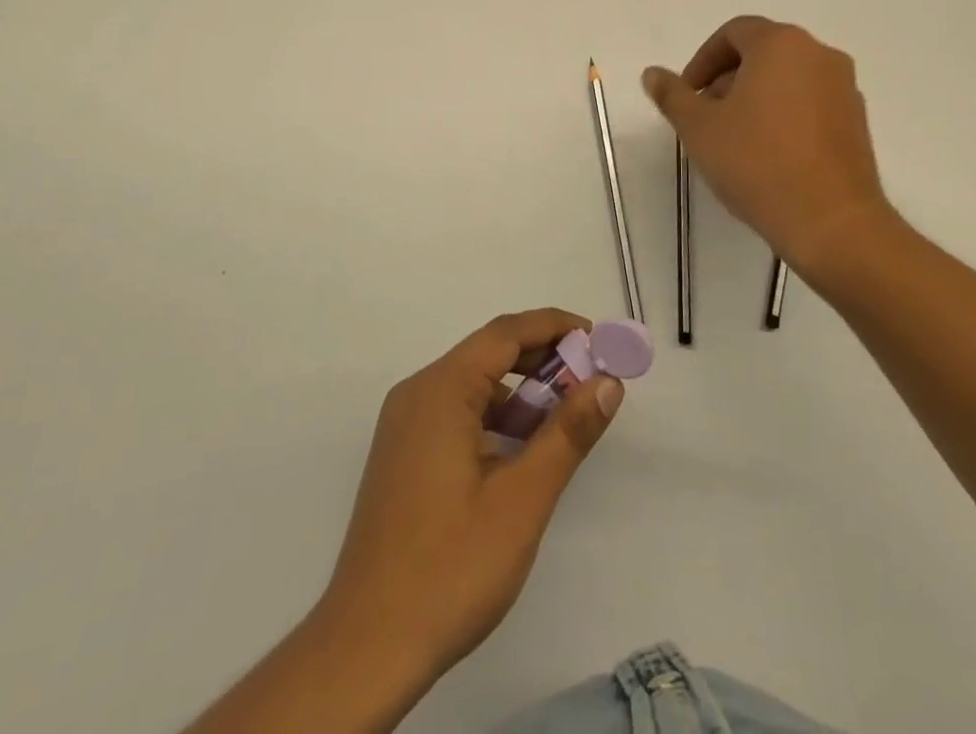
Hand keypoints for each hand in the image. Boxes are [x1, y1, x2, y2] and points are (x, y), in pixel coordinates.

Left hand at [320, 309, 623, 684]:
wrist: (367, 648)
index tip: (598, 339)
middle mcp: (417, 394)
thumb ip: (567, 433)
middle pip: (488, 355)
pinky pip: (457, 415)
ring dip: (520, 395)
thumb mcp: (522, 499)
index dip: (554, 326)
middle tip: (591, 383)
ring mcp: (406, 426)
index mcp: (440, 390)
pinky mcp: (405, 456)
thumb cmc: (450, 567)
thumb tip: (608, 382)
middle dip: (542, 361)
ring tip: (564, 423)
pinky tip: (522, 456)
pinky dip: (496, 421)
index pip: (504, 333)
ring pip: (474, 387)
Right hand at [642, 15, 896, 282]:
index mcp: (781, 44)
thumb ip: (672, 95)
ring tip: (734, 139)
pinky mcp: (857, 121)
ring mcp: (844, 88)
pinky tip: (768, 154)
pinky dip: (784, 114)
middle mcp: (819, 55)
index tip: (687, 95)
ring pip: (788, 79)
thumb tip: (652, 73)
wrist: (831, 221)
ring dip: (755, 97)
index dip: (702, 60)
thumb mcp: (699, 128)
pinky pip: (810, 103)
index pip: (734, 33)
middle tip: (705, 117)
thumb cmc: (757, 162)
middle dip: (727, 79)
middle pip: (762, 53)